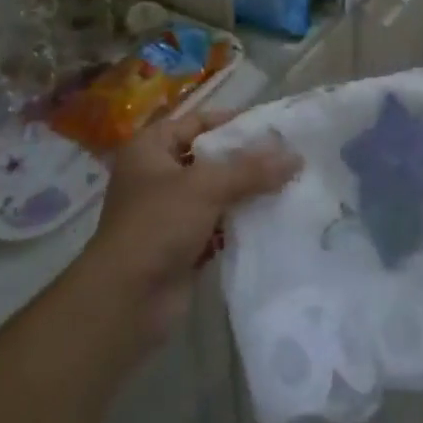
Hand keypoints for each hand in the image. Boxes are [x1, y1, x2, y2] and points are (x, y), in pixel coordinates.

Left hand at [85, 111, 297, 343]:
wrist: (126, 300)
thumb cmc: (158, 225)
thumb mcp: (206, 187)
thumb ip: (251, 169)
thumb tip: (296, 156)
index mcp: (150, 149)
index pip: (196, 122)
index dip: (231, 122)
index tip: (271, 127)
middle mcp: (157, 176)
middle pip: (209, 158)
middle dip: (246, 159)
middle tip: (287, 157)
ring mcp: (169, 213)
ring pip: (216, 193)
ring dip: (247, 192)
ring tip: (289, 185)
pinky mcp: (182, 245)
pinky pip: (218, 224)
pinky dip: (240, 222)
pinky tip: (274, 218)